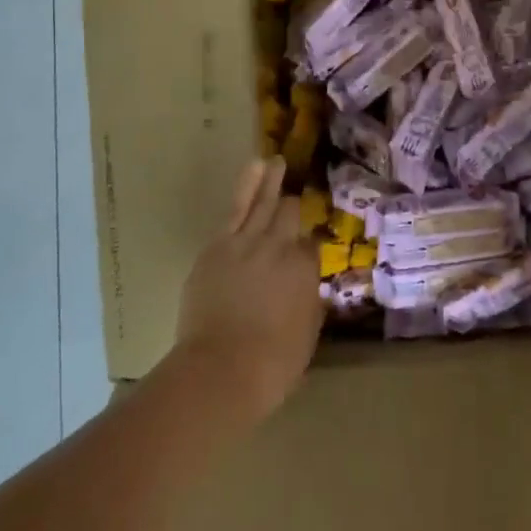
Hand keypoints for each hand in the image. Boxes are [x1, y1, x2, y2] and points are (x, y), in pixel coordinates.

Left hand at [168, 157, 321, 422]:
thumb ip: (309, 305)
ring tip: (278, 161)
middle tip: (296, 197)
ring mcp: (249, 243)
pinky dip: (248, 184)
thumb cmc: (271, 364)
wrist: (221, 370)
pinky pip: (236, 208)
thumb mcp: (306, 336)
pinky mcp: (219, 246)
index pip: (311, 247)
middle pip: (291, 217)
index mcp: (306, 271)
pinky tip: (256, 166)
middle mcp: (282, 248)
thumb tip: (308, 292)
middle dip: (294, 208)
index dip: (308, 247)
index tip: (305, 249)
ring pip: (265, 203)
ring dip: (274, 180)